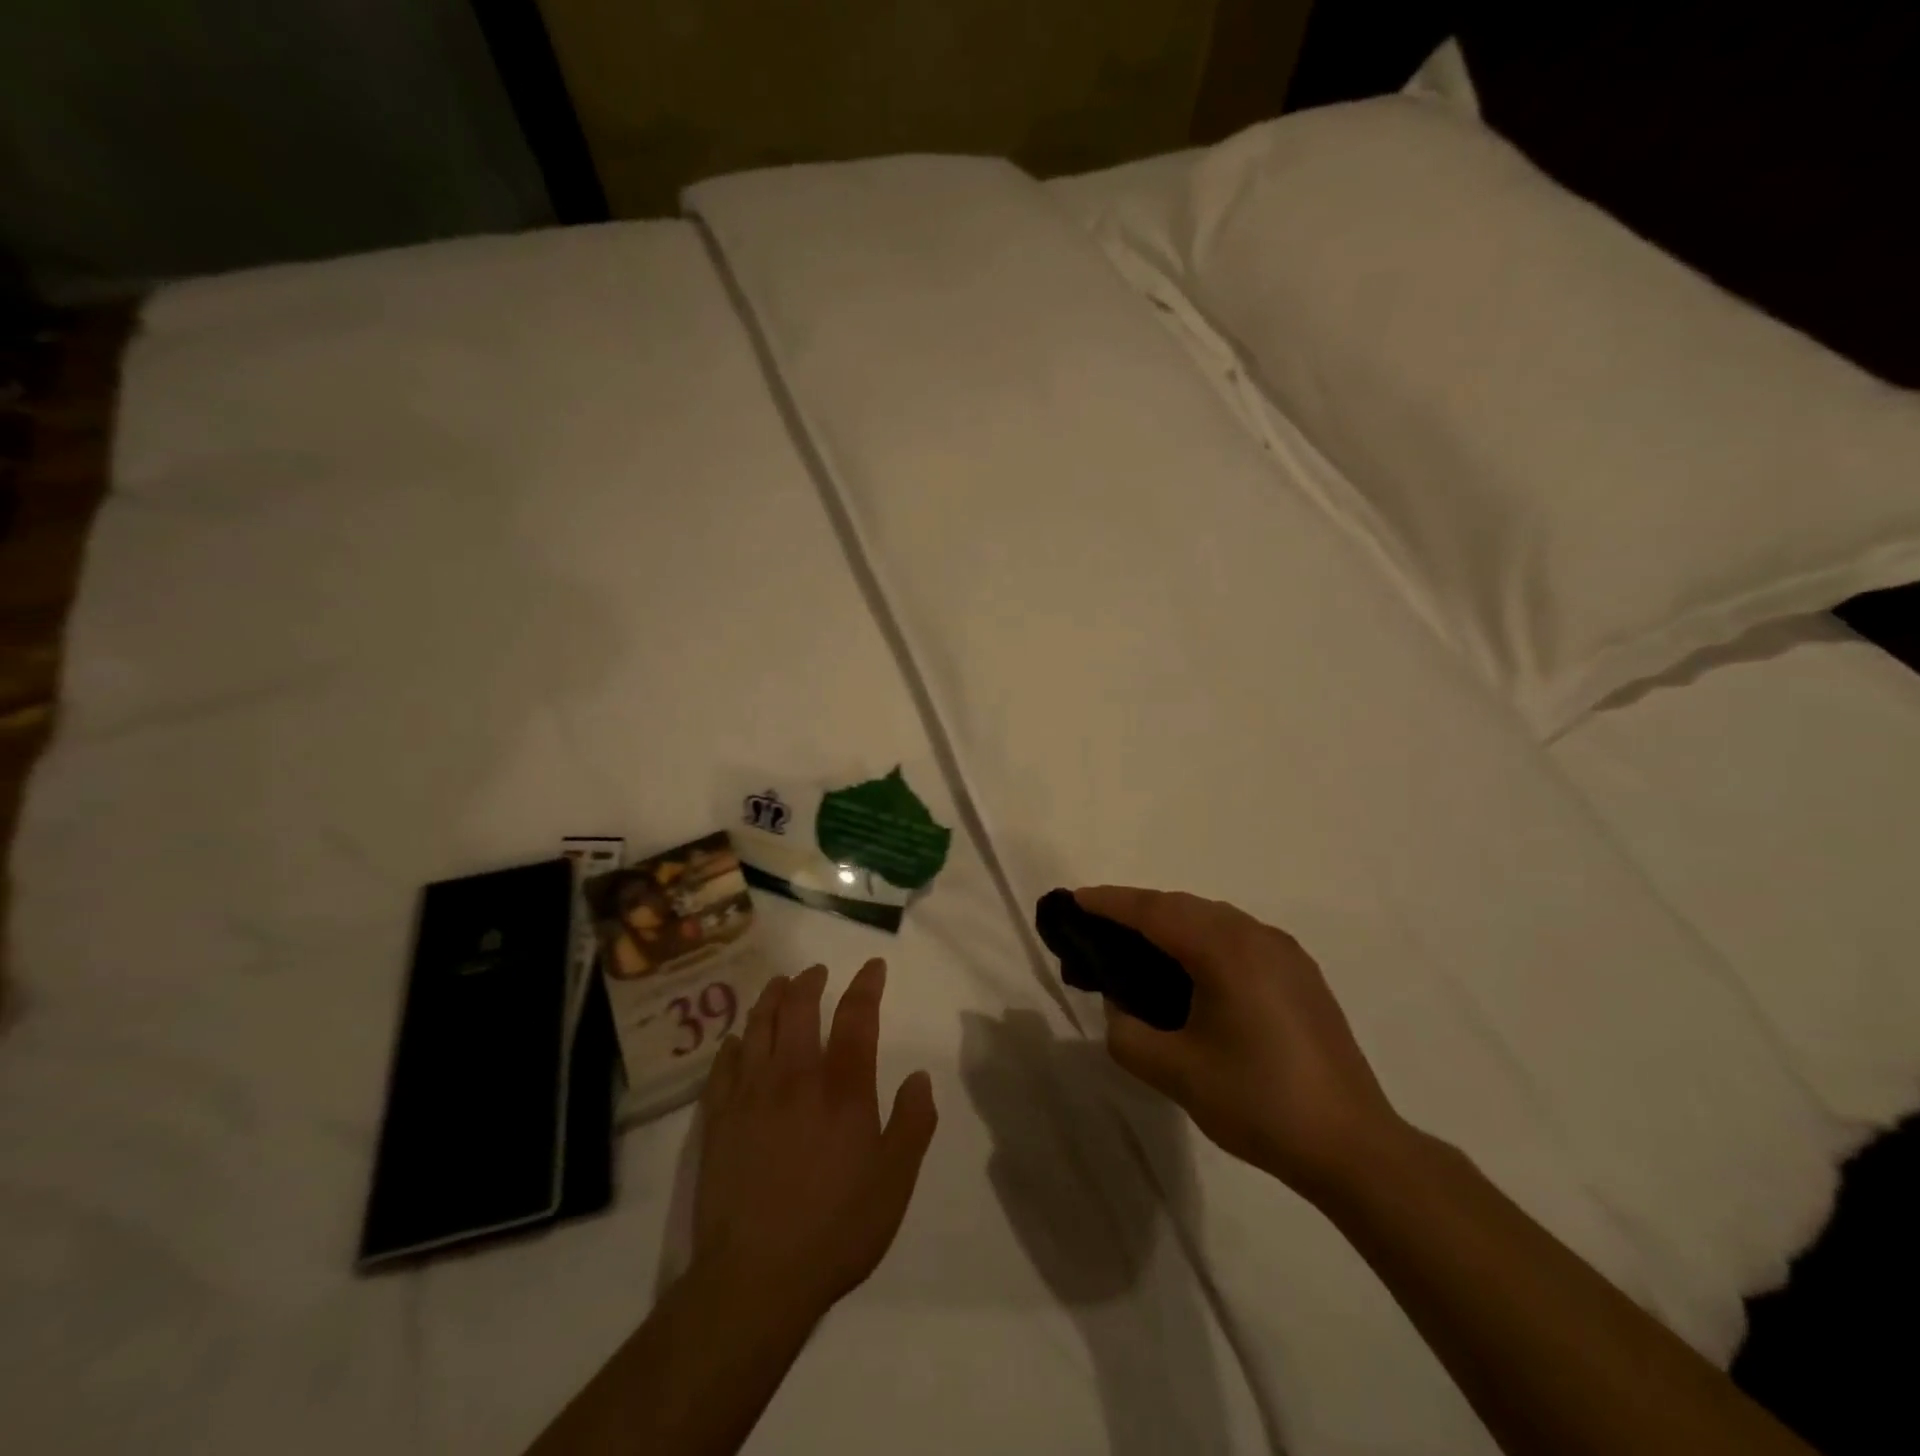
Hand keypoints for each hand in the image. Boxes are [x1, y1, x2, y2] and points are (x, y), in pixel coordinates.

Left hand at [693, 959, 938, 1323]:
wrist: (756, 1279)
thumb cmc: (837, 1228)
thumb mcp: (895, 1181)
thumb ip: (913, 1122)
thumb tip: (918, 1076)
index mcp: (842, 1087)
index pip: (856, 1016)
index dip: (866, 985)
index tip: (873, 966)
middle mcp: (794, 1076)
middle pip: (798, 1008)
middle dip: (809, 981)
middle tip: (816, 972)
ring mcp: (751, 1095)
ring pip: (758, 1027)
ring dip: (770, 998)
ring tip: (778, 985)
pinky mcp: (719, 1120)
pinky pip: (723, 1066)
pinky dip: (733, 1044)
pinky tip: (736, 1041)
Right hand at [1077, 886, 1404, 1202]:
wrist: (1352, 1146)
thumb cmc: (1258, 1103)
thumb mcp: (1175, 1073)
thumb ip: (1127, 1033)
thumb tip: (1120, 1007)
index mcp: (1225, 950)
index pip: (1154, 911)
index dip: (1110, 902)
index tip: (1074, 900)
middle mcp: (1256, 936)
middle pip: (1182, 906)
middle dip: (1136, 910)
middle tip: (1098, 926)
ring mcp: (1284, 952)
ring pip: (1212, 917)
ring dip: (1171, 922)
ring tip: (1138, 946)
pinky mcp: (1300, 973)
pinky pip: (1238, 936)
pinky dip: (1202, 938)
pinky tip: (1191, 970)